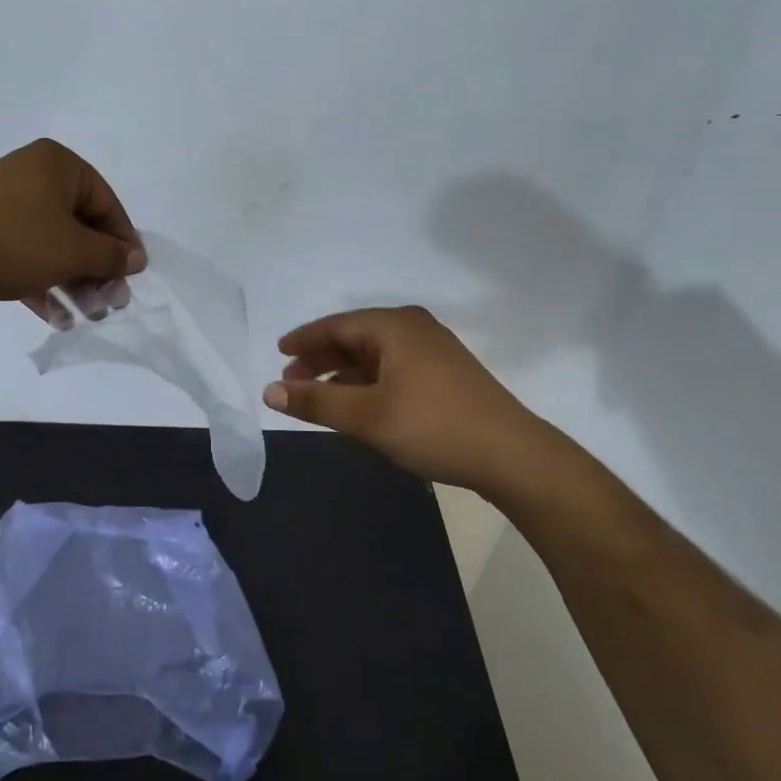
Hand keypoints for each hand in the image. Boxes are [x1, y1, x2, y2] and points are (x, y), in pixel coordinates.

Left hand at [0, 139, 145, 318]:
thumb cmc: (15, 240)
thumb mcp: (74, 249)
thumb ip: (111, 255)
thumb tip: (137, 259)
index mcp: (57, 165)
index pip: (106, 203)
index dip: (124, 242)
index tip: (134, 276)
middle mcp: (33, 178)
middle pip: (80, 227)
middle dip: (98, 270)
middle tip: (112, 303)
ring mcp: (5, 206)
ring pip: (53, 246)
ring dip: (74, 283)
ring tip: (90, 316)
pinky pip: (26, 258)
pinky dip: (44, 285)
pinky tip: (60, 319)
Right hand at [264, 306, 585, 503]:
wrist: (511, 455)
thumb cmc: (432, 427)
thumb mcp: (366, 416)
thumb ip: (316, 401)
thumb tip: (270, 390)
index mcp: (394, 327)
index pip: (336, 325)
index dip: (303, 340)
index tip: (278, 353)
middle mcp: (413, 329)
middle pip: (354, 336)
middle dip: (321, 357)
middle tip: (292, 379)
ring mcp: (433, 350)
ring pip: (374, 354)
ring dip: (343, 372)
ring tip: (318, 394)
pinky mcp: (445, 372)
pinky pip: (392, 367)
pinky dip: (367, 381)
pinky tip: (357, 403)